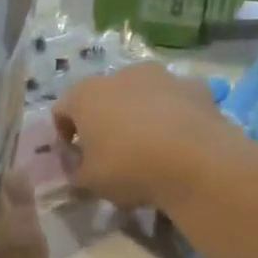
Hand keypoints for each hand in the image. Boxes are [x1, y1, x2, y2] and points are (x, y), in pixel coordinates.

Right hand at [53, 64, 232, 209]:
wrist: (196, 161)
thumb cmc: (129, 168)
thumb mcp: (90, 182)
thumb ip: (75, 173)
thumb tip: (77, 168)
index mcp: (85, 95)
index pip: (61, 111)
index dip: (64, 136)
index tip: (75, 160)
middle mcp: (120, 75)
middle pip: (102, 98)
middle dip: (102, 122)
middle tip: (110, 154)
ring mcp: (161, 76)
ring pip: (140, 95)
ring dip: (137, 115)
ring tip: (148, 147)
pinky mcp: (194, 86)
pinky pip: (174, 101)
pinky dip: (171, 116)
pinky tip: (177, 142)